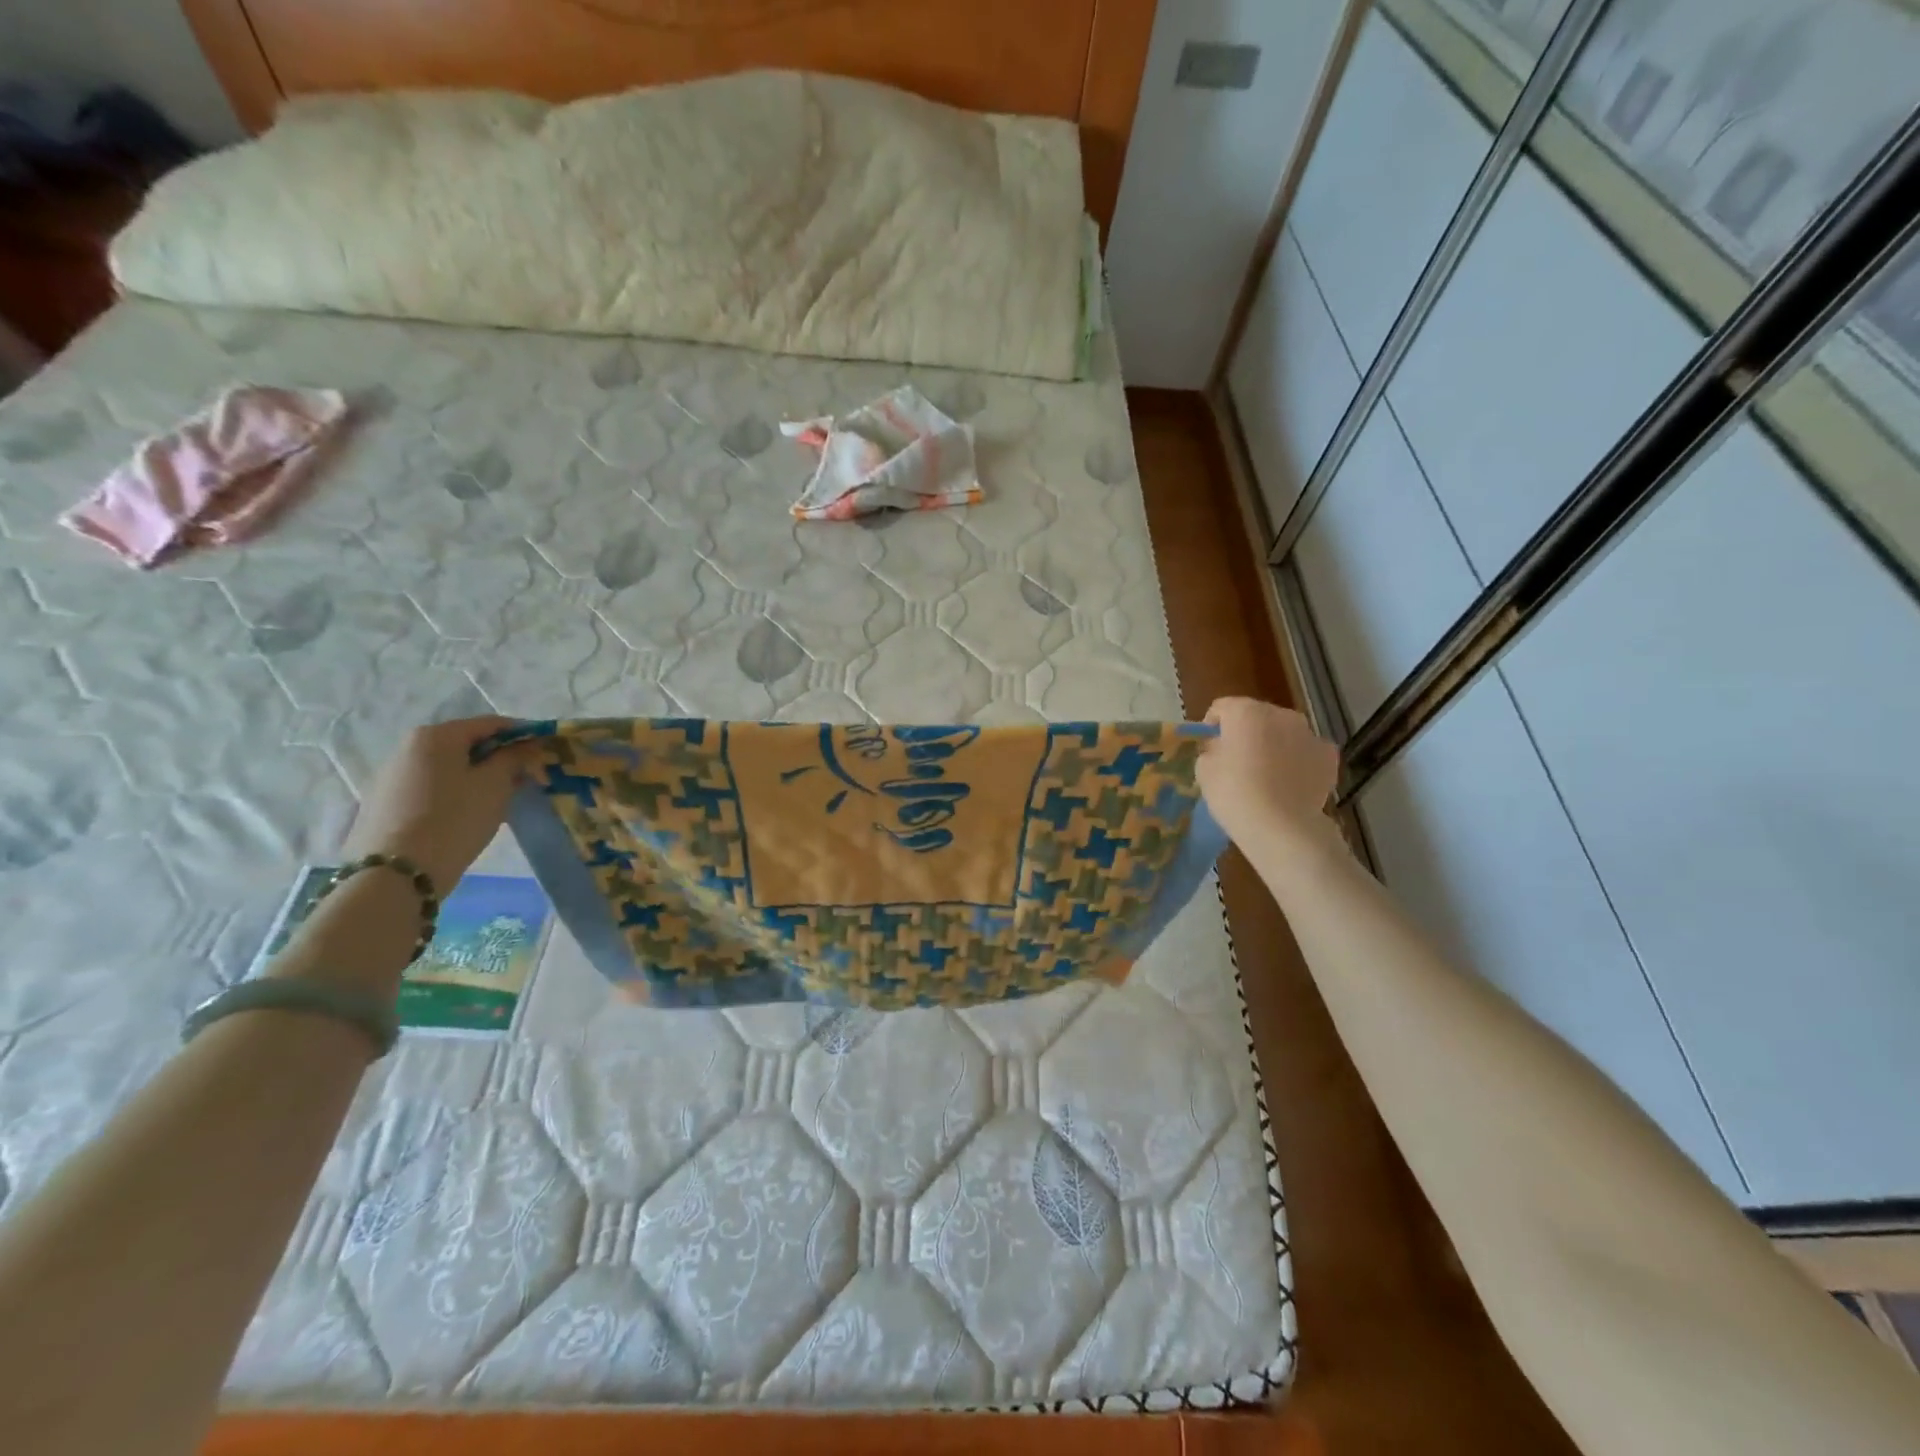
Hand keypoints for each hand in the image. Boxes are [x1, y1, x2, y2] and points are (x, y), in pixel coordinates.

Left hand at [341, 716, 534, 894]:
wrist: (396, 873)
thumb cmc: (454, 819)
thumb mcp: (495, 785)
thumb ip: (513, 759)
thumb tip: (523, 746)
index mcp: (435, 736)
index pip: (490, 723)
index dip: (523, 733)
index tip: (545, 750)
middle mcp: (407, 748)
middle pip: (466, 744)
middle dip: (499, 757)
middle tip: (526, 777)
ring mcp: (391, 776)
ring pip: (448, 767)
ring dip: (477, 775)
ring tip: (499, 799)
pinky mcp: (384, 803)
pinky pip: (431, 786)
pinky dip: (455, 791)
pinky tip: (467, 814)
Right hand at [1197, 698, 1340, 854]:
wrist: (1281, 826)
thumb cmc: (1234, 793)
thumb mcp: (1204, 770)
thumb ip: (1211, 749)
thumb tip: (1221, 746)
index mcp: (1245, 711)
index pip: (1222, 707)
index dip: (1213, 726)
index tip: (1209, 748)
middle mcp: (1280, 714)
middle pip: (1256, 716)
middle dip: (1246, 732)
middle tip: (1237, 761)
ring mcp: (1309, 733)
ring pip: (1284, 731)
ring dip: (1274, 744)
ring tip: (1267, 774)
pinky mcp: (1329, 756)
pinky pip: (1306, 751)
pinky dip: (1298, 760)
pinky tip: (1290, 783)